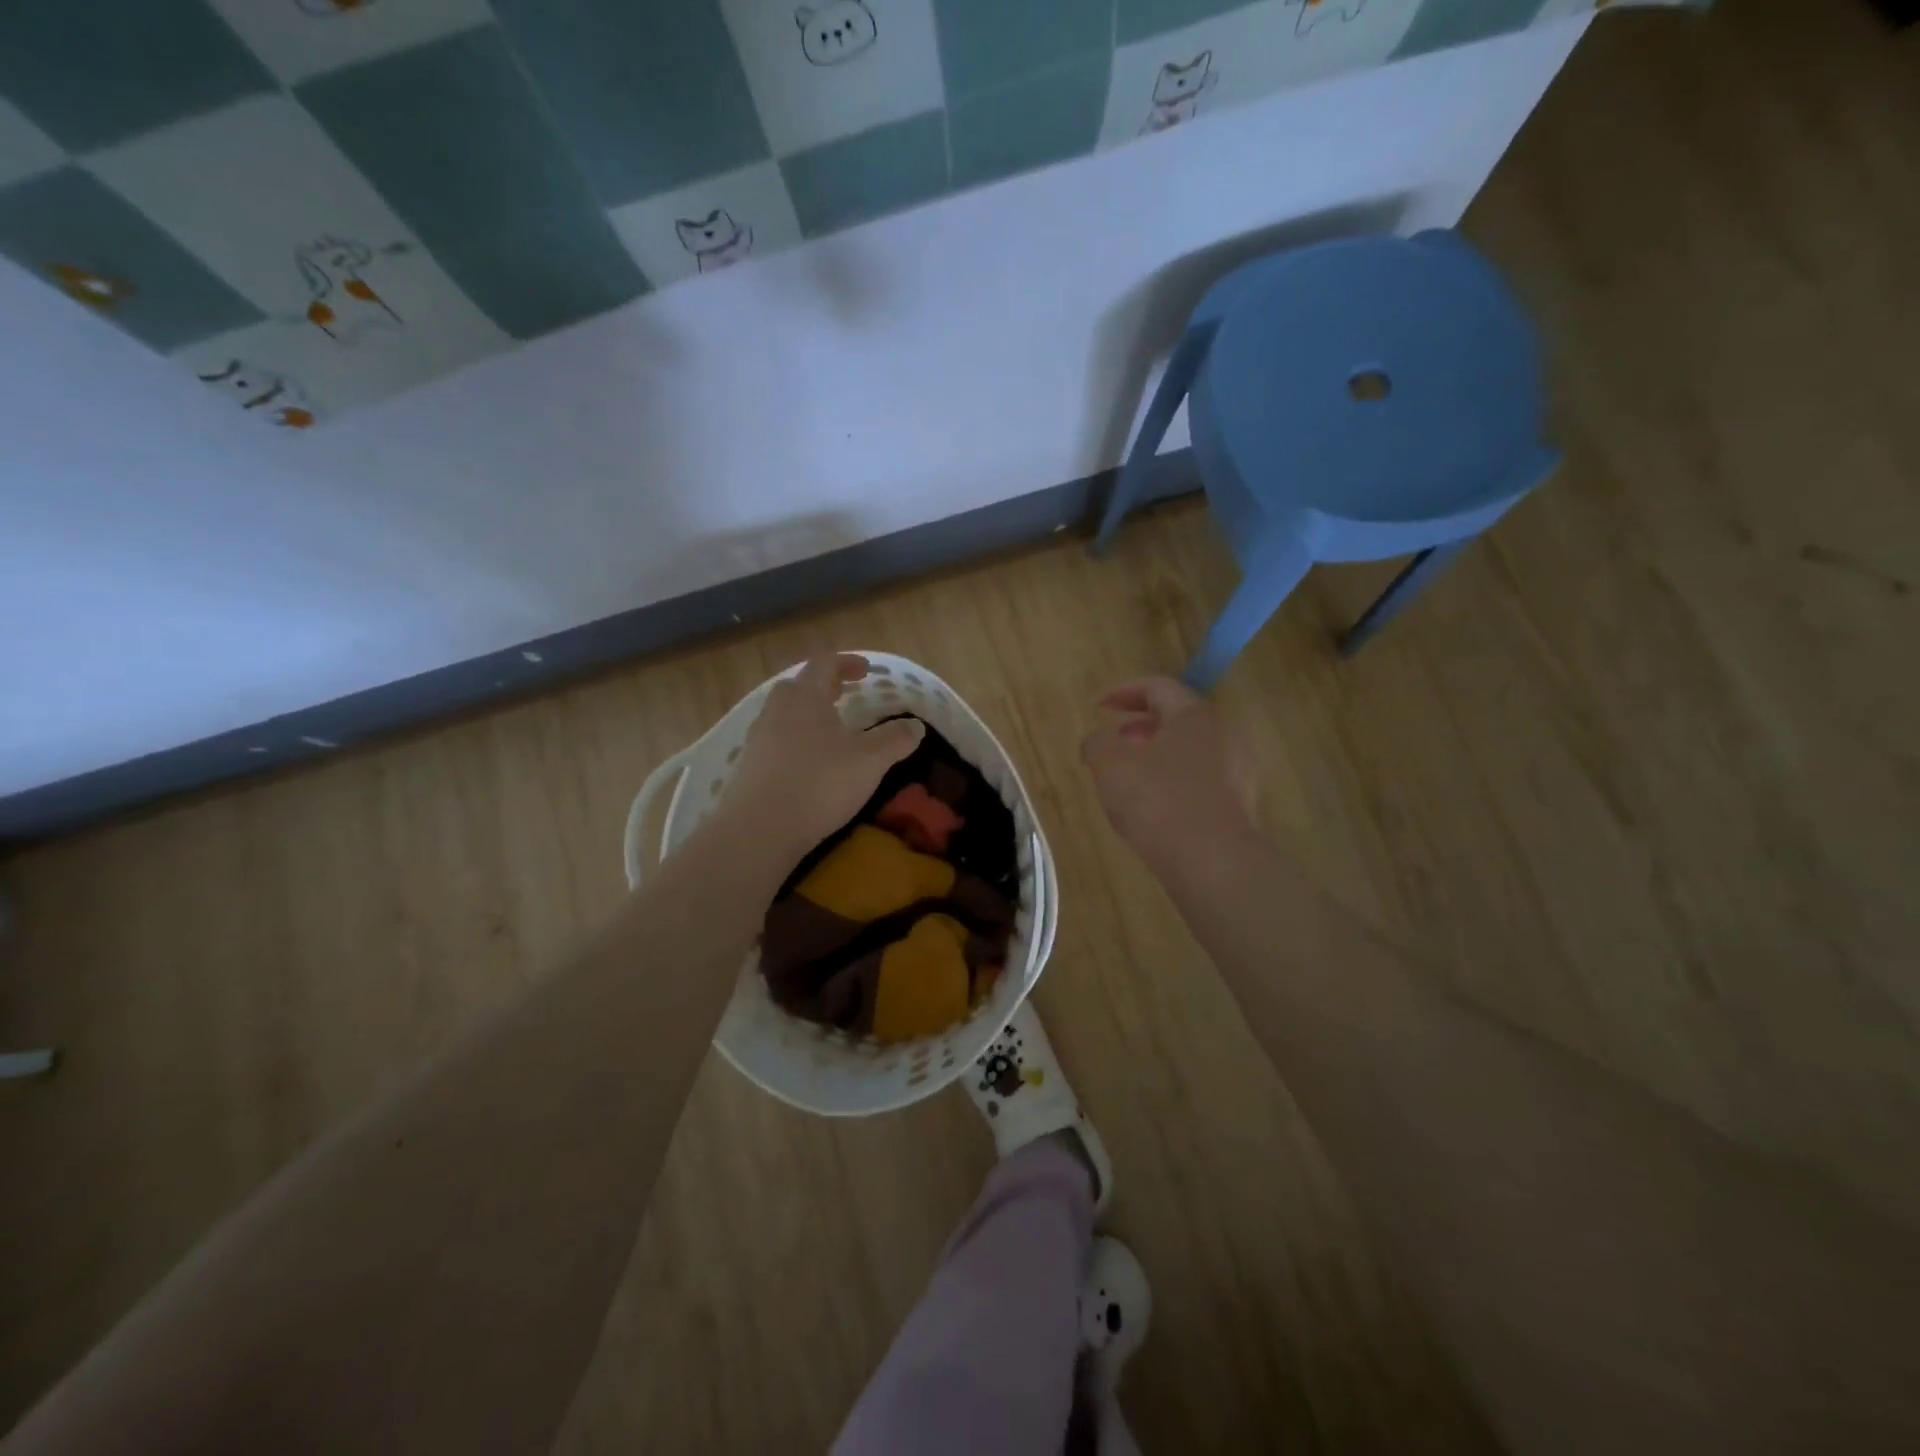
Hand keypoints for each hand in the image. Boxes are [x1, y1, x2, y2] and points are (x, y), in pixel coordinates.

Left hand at [719, 655, 923, 861]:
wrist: (760, 828)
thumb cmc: (820, 783)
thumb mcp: (870, 761)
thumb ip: (895, 740)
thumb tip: (916, 726)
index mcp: (806, 696)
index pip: (825, 663)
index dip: (847, 662)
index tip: (866, 671)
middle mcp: (778, 709)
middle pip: (800, 685)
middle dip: (824, 686)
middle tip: (845, 696)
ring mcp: (759, 737)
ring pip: (784, 712)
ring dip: (807, 714)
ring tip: (829, 731)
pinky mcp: (749, 765)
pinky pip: (775, 739)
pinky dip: (794, 740)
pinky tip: (808, 762)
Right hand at [1081, 677, 1254, 871]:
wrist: (1212, 864)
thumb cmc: (1158, 803)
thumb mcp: (1110, 766)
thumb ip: (1097, 744)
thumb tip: (1098, 741)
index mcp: (1194, 716)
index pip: (1158, 687)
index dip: (1124, 691)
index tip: (1100, 707)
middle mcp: (1223, 735)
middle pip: (1179, 717)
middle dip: (1142, 725)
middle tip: (1116, 740)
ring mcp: (1237, 771)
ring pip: (1191, 750)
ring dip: (1158, 753)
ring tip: (1130, 775)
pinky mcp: (1239, 804)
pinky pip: (1201, 779)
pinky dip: (1174, 779)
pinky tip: (1154, 804)